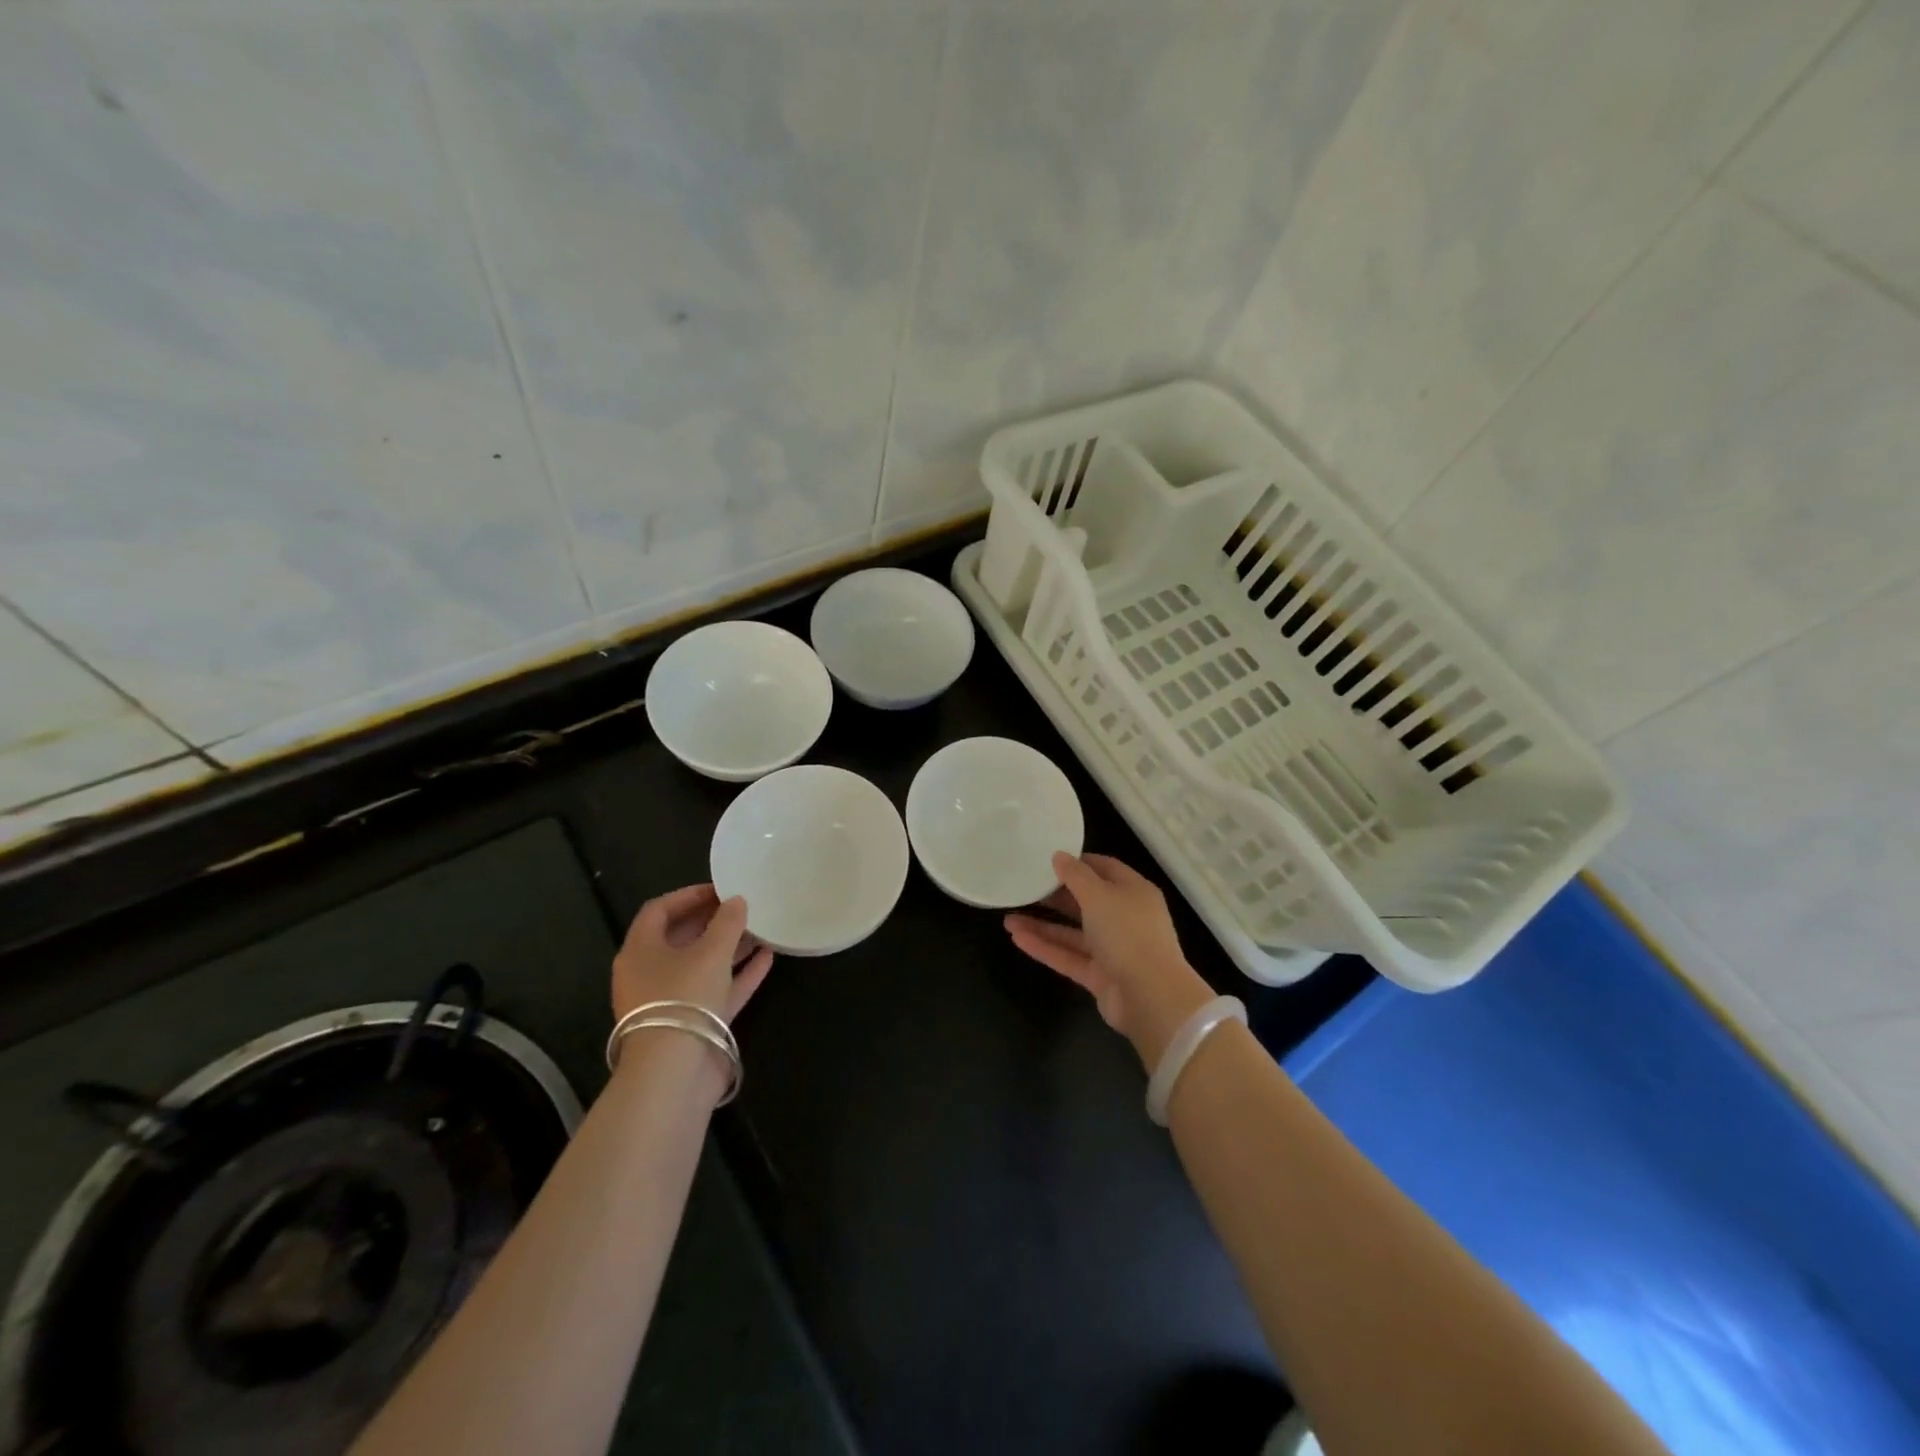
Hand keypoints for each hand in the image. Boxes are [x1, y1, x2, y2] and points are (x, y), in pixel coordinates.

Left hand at [613, 884, 772, 1024]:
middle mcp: (649, 974)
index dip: (688, 895)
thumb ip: (727, 922)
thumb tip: (737, 901)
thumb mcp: (710, 952)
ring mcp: (671, 1001)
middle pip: (681, 938)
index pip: (658, 911)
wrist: (674, 1073)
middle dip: (712, 921)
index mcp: (639, 951)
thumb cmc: (684, 997)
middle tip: (743, 907)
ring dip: (729, 947)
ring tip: (760, 929)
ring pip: (701, 965)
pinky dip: (738, 974)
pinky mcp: (692, 1024)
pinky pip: (717, 990)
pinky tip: (767, 958)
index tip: (721, 889)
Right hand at [1005, 852, 1214, 1071]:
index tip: (1047, 859)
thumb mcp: (1100, 895)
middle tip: (1024, 888)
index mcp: (1134, 892)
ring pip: (1073, 933)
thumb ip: (1076, 875)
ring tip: (1008, 918)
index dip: (1077, 862)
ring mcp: (1113, 950)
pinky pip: (1069, 957)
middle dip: (1054, 896)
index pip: (1104, 869)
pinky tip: (1017, 939)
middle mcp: (1125, 918)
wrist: (1151, 998)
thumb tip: (1059, 856)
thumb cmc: (1128, 934)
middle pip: (1086, 901)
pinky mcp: (1100, 976)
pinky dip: (1045, 948)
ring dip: (1043, 925)